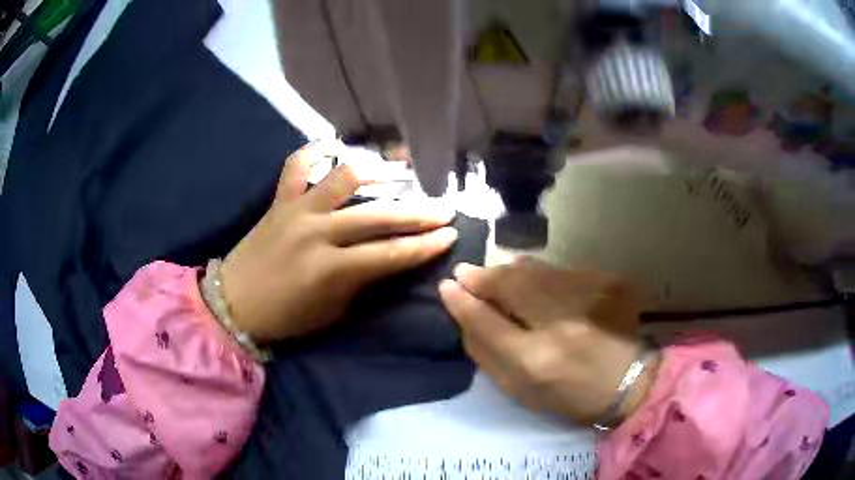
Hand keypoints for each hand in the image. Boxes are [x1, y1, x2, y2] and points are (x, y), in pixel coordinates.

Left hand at [220, 141, 457, 341]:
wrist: (234, 303)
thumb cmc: (285, 317)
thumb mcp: (332, 311)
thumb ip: (361, 281)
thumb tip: (388, 258)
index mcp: (330, 270)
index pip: (390, 254)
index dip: (425, 245)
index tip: (452, 235)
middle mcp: (316, 232)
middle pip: (378, 216)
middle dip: (418, 212)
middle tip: (445, 208)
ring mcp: (296, 209)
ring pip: (344, 178)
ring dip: (378, 171)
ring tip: (402, 171)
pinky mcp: (279, 199)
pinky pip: (297, 164)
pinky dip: (316, 151)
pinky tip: (335, 148)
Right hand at [438, 259, 657, 424]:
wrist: (629, 384)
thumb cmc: (570, 397)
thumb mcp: (520, 392)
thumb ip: (488, 356)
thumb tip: (465, 319)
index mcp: (534, 361)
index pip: (485, 320)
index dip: (461, 301)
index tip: (447, 286)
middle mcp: (559, 324)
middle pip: (509, 285)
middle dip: (482, 275)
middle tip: (466, 272)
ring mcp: (586, 298)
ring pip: (534, 271)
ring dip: (507, 270)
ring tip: (494, 273)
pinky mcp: (605, 283)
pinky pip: (559, 270)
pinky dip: (538, 271)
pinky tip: (530, 275)